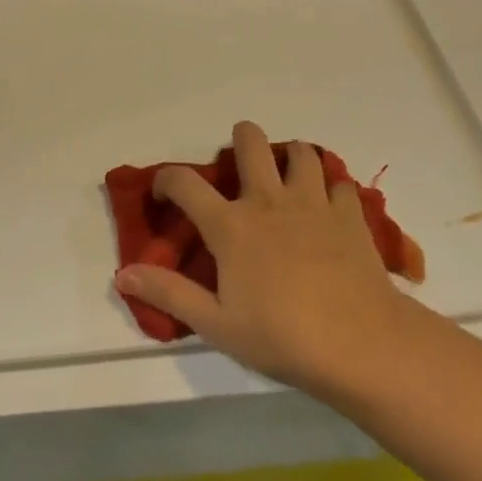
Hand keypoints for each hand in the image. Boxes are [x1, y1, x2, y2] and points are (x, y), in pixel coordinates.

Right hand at [115, 121, 415, 397]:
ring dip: (291, 157)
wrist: (360, 342)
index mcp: (231, 225)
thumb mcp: (216, 324)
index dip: (166, 180)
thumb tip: (122, 273)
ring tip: (287, 177)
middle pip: (251, 142)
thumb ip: (169, 293)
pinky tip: (329, 208)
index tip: (164, 191)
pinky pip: (339, 183)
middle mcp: (269, 200)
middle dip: (241, 138)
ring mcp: (313, 202)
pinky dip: (331, 188)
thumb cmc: (281, 336)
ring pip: (301, 152)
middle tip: (240, 160)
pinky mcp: (350, 214)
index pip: (185, 184)